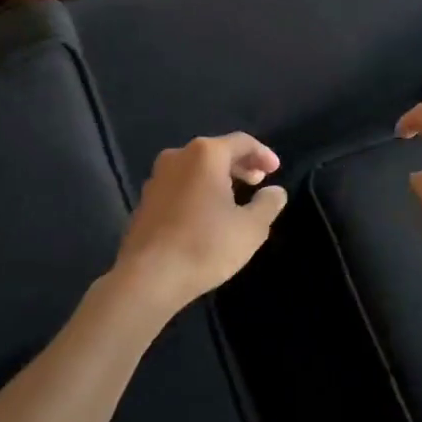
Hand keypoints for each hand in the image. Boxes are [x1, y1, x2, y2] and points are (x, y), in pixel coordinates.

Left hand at [114, 133, 286, 312]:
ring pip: (196, 168)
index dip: (263, 154)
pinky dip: (198, 191)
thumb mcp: (250, 228)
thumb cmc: (204, 246)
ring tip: (235, 198)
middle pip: (217, 152)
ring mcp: (157, 178)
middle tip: (258, 182)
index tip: (275, 170)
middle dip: (240, 165)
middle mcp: (178, 156)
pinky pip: (180, 185)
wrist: (147, 279)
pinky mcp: (145, 200)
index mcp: (206, 154)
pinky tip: (206, 214)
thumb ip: (268, 204)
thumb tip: (275, 191)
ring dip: (218, 178)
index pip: (242, 142)